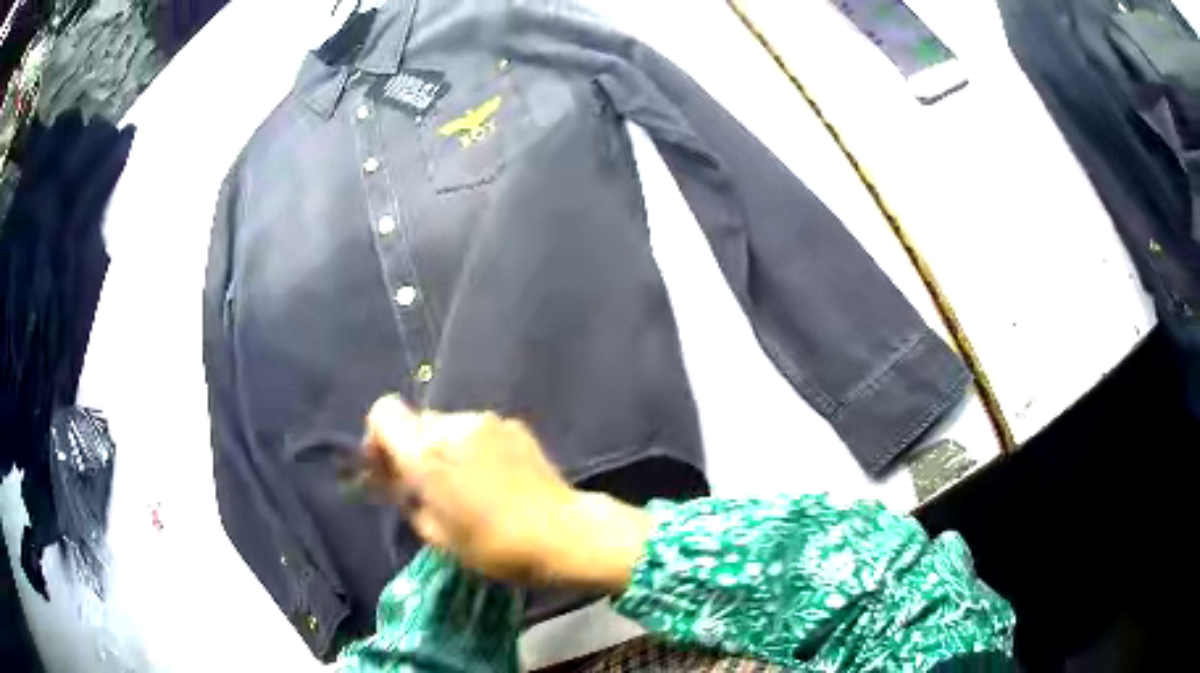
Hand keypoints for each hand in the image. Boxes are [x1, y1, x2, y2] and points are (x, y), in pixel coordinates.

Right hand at [363, 396, 650, 590]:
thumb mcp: (437, 535)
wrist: (563, 534)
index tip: (388, 468)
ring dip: (445, 448)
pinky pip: (478, 431)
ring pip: (448, 426)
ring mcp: (487, 421)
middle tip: (426, 484)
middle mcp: (453, 425)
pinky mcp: (515, 425)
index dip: (378, 437)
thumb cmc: (494, 546)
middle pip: (416, 421)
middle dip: (413, 448)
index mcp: (425, 452)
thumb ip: (407, 500)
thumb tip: (396, 482)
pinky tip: (493, 478)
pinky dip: (474, 448)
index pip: (383, 412)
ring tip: (465, 485)